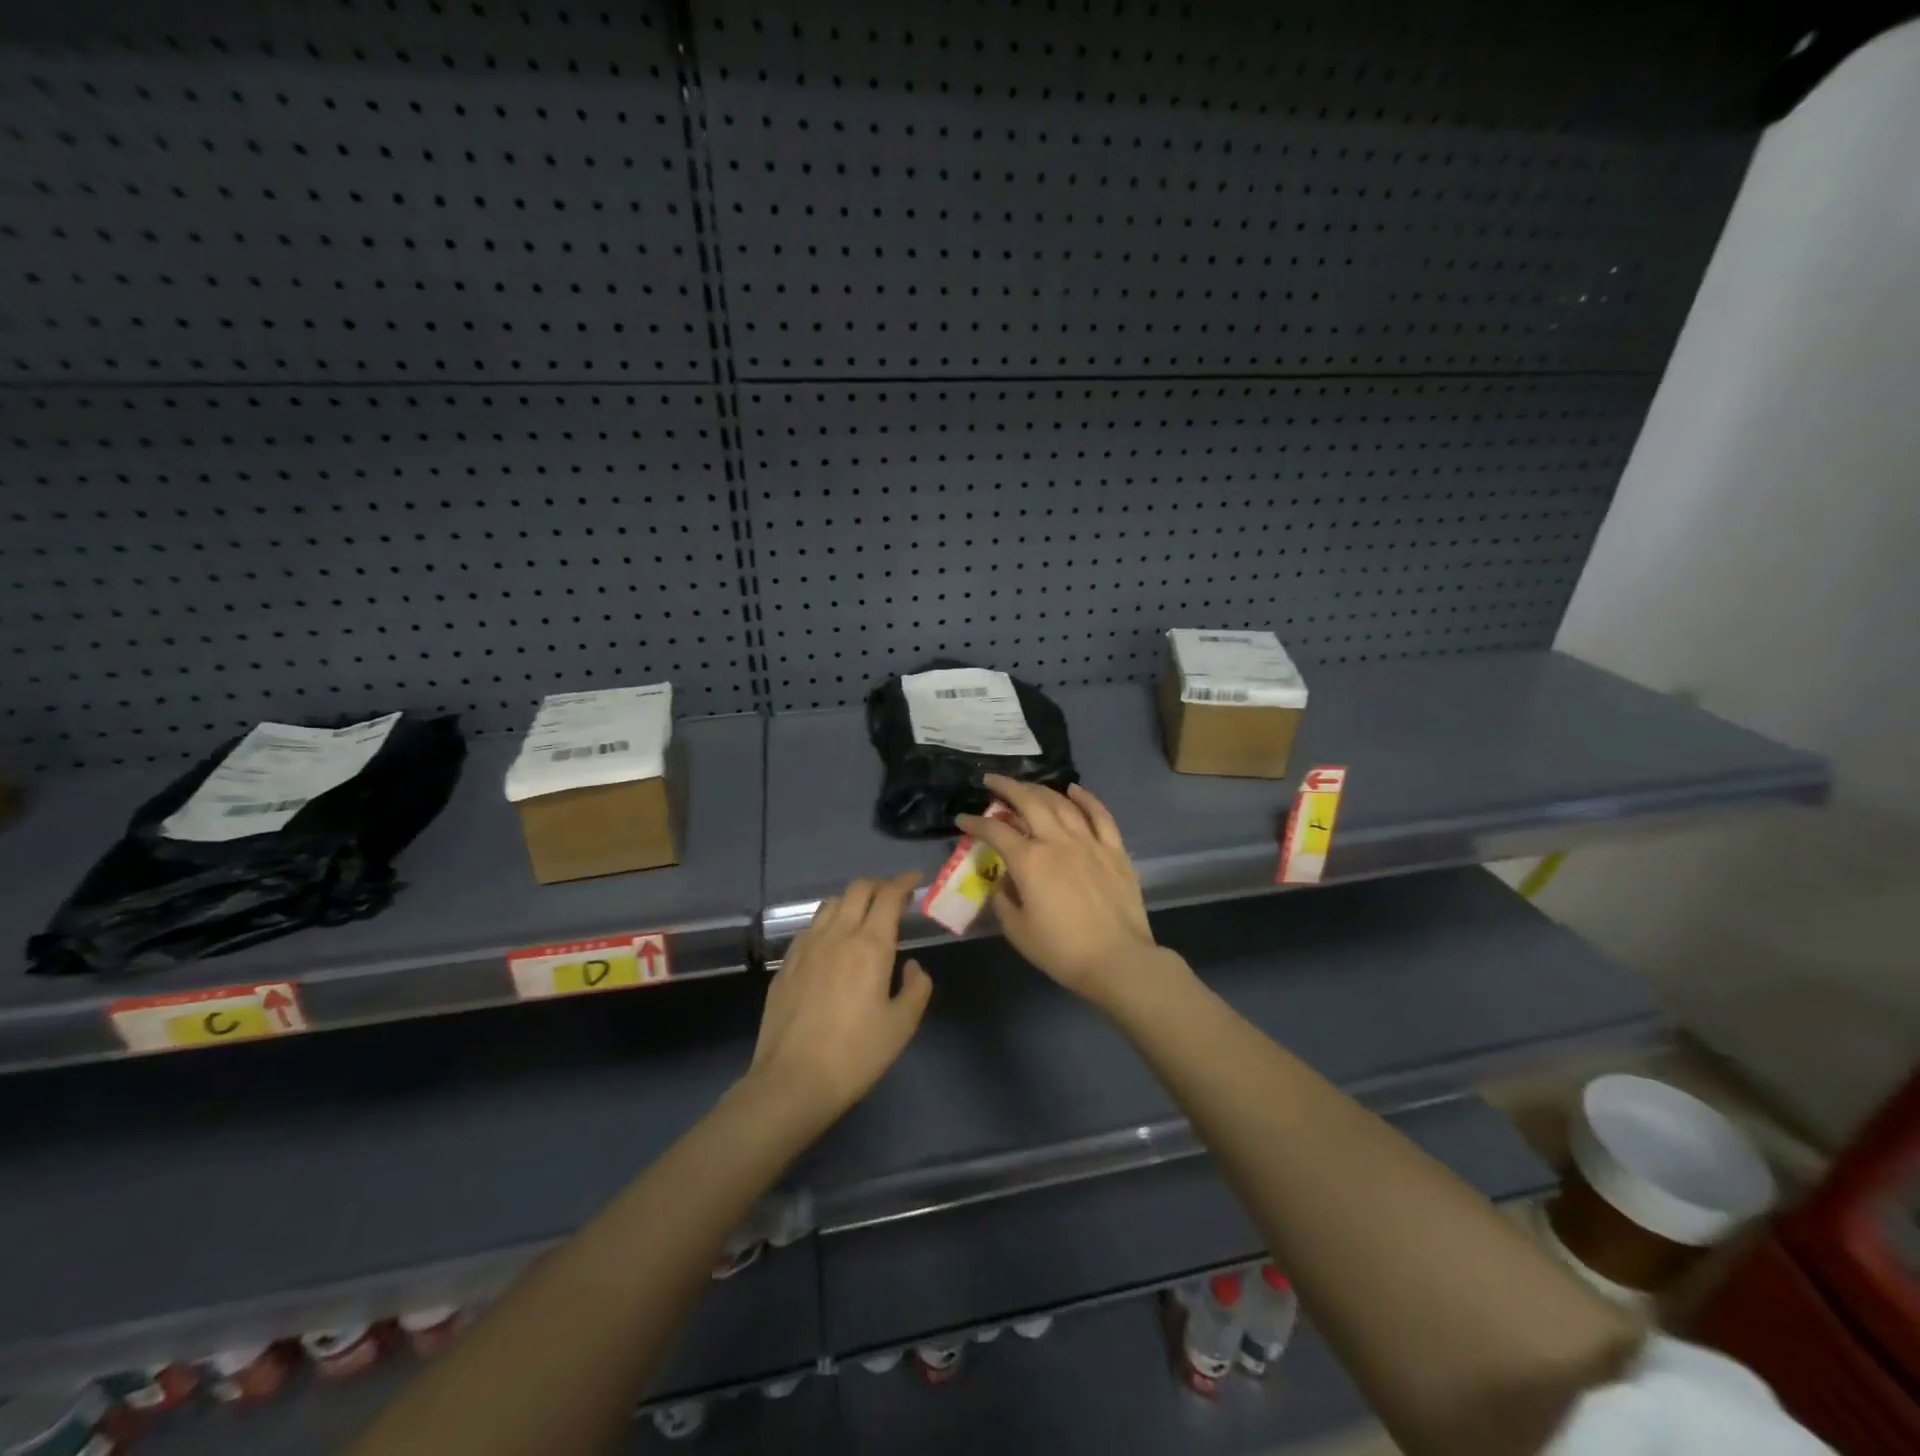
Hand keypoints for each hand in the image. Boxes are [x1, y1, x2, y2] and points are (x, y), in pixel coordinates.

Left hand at [749, 872, 931, 1125]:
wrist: (792, 1082)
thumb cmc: (855, 1055)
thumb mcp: (901, 1026)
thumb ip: (916, 989)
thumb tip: (913, 967)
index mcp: (870, 945)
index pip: (888, 896)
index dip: (904, 882)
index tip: (915, 881)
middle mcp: (837, 935)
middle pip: (857, 889)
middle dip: (879, 885)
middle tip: (893, 897)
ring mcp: (806, 947)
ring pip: (831, 904)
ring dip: (852, 900)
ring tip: (863, 916)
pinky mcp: (786, 964)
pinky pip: (810, 928)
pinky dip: (828, 922)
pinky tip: (832, 943)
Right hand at [957, 775, 1173, 1009]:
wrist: (1118, 961)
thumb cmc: (1062, 951)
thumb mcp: (1018, 931)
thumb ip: (1003, 900)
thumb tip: (1002, 881)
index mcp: (1030, 861)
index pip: (995, 832)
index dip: (975, 823)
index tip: (962, 819)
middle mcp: (1057, 841)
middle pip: (1029, 802)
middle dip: (1007, 787)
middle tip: (992, 780)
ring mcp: (1089, 842)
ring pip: (1062, 803)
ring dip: (1040, 789)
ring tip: (1026, 786)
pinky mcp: (1114, 850)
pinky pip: (1100, 815)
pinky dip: (1086, 798)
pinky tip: (1074, 789)